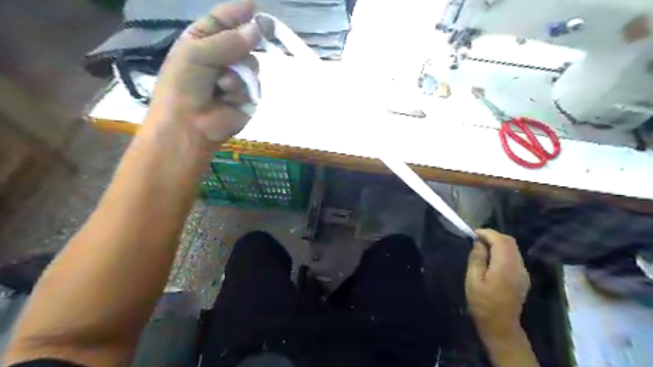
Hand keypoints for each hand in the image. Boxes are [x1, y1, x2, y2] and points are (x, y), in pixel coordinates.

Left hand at [144, 0, 260, 150]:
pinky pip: (254, 86)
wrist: (189, 125)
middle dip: (243, 46)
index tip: (255, 6)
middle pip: (244, 42)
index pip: (223, 21)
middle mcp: (222, 58)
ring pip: (252, 65)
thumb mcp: (198, 53)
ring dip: (238, 74)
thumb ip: (229, 41)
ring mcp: (236, 79)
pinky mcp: (247, 98)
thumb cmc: (184, 85)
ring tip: (222, 85)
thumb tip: (257, 29)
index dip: (238, 13)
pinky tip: (228, 98)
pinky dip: (242, 91)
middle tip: (244, 47)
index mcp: (202, 42)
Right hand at [465, 228, 529, 339]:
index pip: (500, 240)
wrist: (501, 326)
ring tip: (482, 248)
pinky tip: (491, 259)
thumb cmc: (482, 303)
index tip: (473, 233)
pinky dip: (502, 251)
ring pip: (513, 248)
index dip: (487, 233)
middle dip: (493, 236)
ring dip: (498, 243)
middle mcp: (518, 266)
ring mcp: (523, 272)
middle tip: (477, 239)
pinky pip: (514, 257)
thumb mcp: (473, 280)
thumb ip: (477, 259)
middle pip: (510, 242)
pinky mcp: (523, 278)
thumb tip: (478, 243)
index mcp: (505, 266)